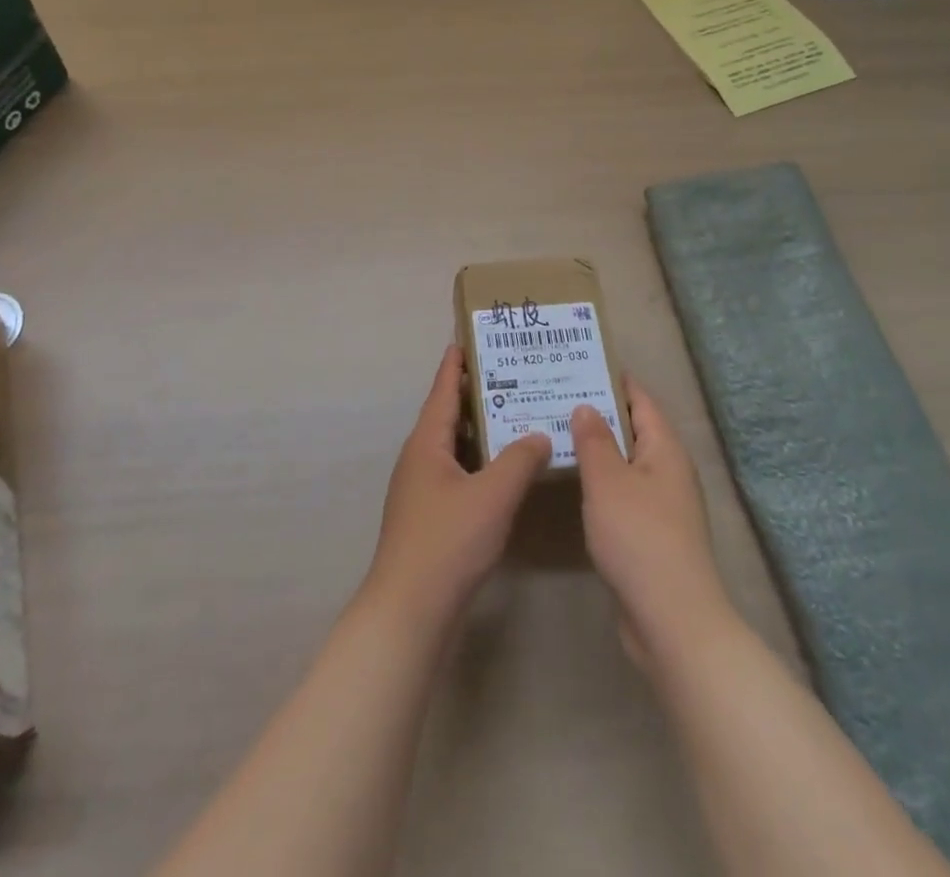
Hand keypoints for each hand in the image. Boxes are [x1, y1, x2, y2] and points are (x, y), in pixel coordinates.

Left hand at [362, 347, 550, 633]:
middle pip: (448, 416)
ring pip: (453, 447)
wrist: (411, 609)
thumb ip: (519, 460)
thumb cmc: (448, 541)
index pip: (442, 390)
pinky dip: (479, 463)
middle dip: (475, 395)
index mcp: (426, 443)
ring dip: (480, 431)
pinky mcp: (429, 517)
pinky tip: (504, 472)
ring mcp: (421, 490)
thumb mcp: (493, 495)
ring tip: (515, 417)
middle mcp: (419, 459)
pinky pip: (457, 474)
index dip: (456, 364)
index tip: (469, 339)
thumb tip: (538, 433)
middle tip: (510, 375)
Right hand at [571, 381, 731, 662]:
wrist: (672, 619)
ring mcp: (662, 504)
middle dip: (599, 411)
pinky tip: (573, 480)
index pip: (641, 400)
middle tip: (556, 394)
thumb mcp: (608, 481)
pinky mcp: (651, 534)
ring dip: (597, 448)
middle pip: (633, 429)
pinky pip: (622, 491)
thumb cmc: (639, 537)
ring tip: (557, 430)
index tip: (581, 362)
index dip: (614, 379)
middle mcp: (669, 471)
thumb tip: (586, 406)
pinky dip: (600, 480)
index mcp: (665, 450)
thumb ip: (594, 440)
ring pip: (626, 462)